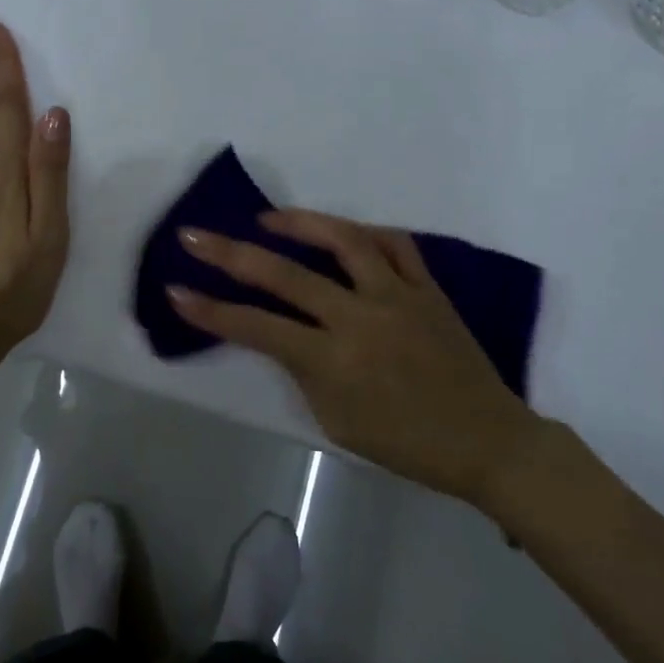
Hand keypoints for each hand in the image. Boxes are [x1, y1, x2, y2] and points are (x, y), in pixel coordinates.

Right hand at [170, 211, 541, 507]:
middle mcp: (360, 318)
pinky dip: (363, 233)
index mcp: (334, 361)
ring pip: (344, 240)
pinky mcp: (427, 287)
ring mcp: (397, 296)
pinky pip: (394, 245)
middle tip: (195, 235)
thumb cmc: (406, 444)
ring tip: (267, 218)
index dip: (211, 310)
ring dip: (299, 222)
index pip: (257, 327)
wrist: (487, 441)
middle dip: (231, 254)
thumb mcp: (337, 421)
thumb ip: (303, 371)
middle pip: (285, 275)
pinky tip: (342, 233)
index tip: (176, 290)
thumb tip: (280, 331)